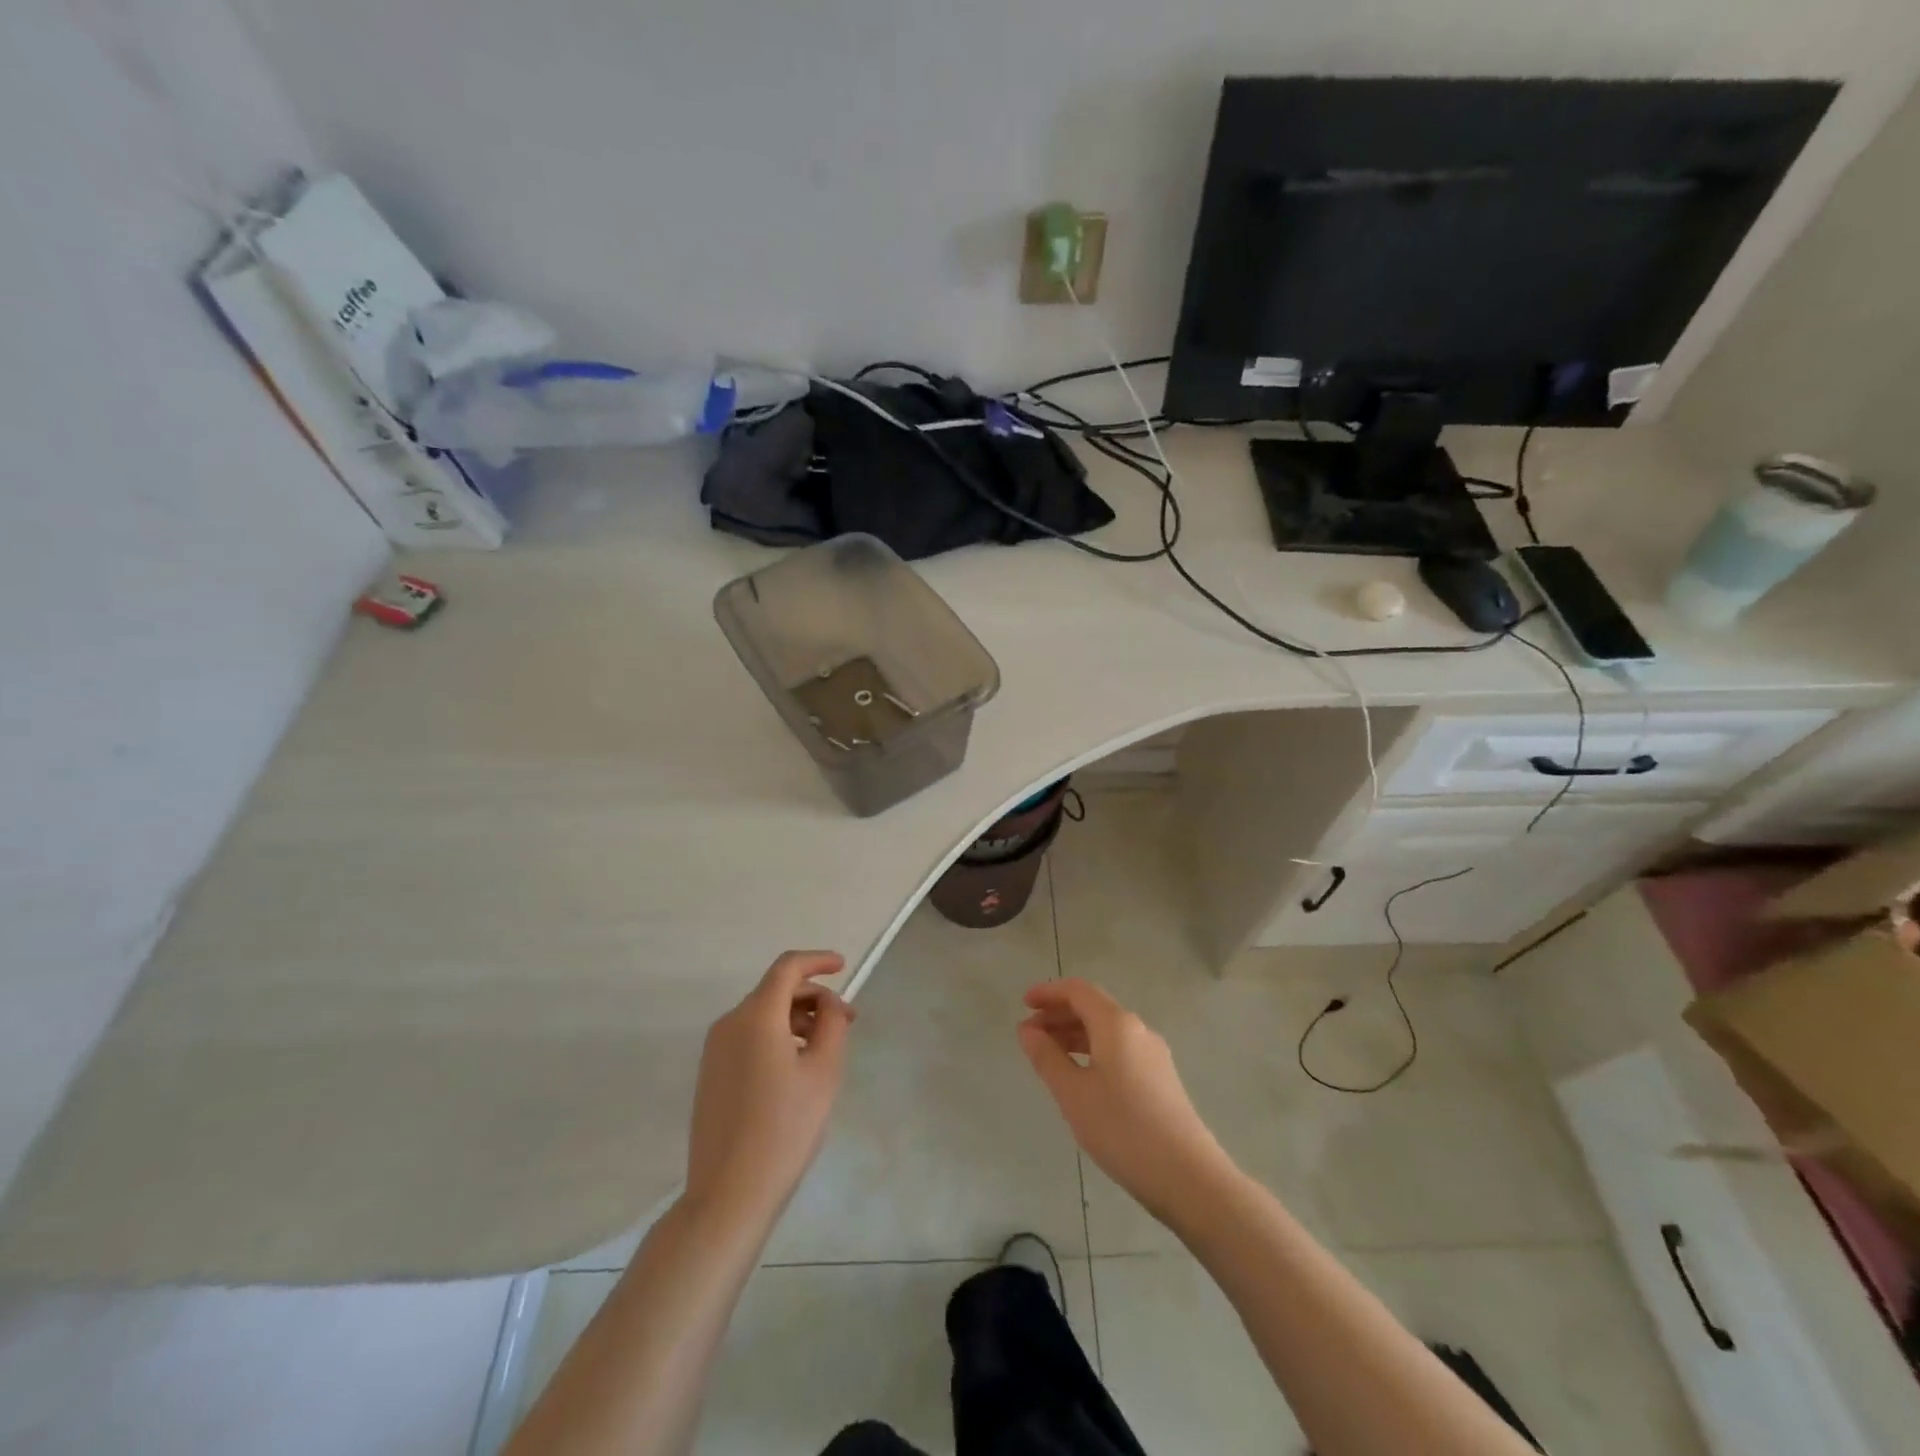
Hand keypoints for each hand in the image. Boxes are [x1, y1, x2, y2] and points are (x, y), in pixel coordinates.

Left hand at [685, 951, 855, 1223]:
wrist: (730, 1193)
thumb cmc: (785, 1127)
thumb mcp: (823, 1071)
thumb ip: (832, 1024)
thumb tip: (828, 1005)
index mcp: (756, 1016)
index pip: (788, 968)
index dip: (817, 960)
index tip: (843, 966)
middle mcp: (729, 1023)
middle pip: (775, 990)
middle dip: (813, 997)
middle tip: (846, 1021)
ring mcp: (715, 1050)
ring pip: (762, 1015)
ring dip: (796, 1018)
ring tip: (825, 1048)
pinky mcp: (710, 1074)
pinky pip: (748, 1037)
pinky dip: (776, 1036)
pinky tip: (796, 1067)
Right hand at [1018, 979, 1231, 1219]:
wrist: (1188, 1177)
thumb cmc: (1123, 1129)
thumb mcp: (1073, 1094)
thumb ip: (1047, 1057)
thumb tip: (1027, 1030)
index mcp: (1116, 1024)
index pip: (1078, 991)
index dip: (1049, 992)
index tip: (1023, 1004)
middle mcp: (1138, 1029)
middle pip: (1093, 1007)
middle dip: (1058, 1015)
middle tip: (1029, 1034)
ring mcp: (1154, 1054)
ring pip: (1107, 1030)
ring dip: (1075, 1035)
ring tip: (1049, 1056)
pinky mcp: (1161, 1078)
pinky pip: (1120, 1049)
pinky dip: (1093, 1051)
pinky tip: (1081, 1078)